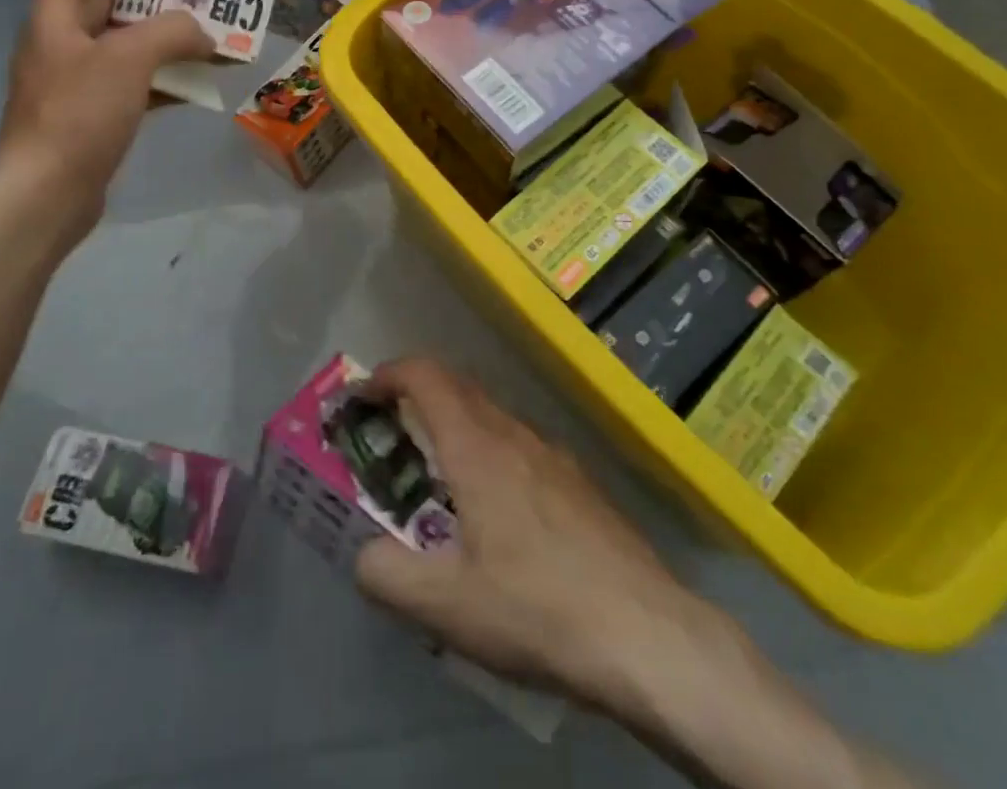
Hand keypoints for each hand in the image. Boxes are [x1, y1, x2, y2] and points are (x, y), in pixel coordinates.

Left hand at [0, 0, 213, 230]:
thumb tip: (205, 33)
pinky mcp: (90, 118)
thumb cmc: (77, 116)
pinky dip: (162, 81)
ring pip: (125, 47)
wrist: (45, 197)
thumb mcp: (129, 60)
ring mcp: (75, 84)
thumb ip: (172, 32)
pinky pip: (132, 85)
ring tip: (208, 36)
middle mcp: (61, 45)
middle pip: (105, 3)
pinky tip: (195, 87)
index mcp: (55, 20)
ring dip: (163, 41)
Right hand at [354, 358, 694, 709]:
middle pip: (458, 388)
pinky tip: (496, 512)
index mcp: (476, 447)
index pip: (426, 376)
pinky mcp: (579, 480)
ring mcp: (553, 454)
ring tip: (438, 477)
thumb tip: (364, 553)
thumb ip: (387, 575)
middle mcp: (514, 434)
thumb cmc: (536, 607)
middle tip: (391, 436)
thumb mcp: (445, 606)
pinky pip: (520, 445)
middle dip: (417, 396)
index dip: (389, 374)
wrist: (643, 632)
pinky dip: (489, 451)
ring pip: (492, 417)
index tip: (363, 395)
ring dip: (455, 426)